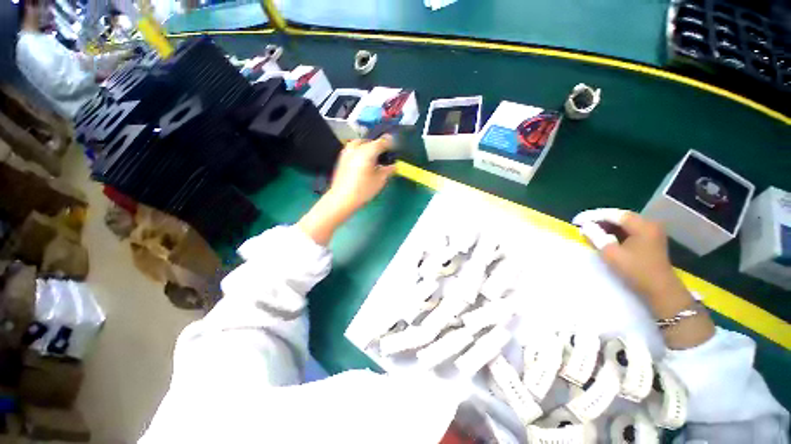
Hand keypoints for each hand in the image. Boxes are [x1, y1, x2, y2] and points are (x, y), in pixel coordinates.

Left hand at [297, 138, 394, 245]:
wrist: (342, 198)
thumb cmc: (363, 190)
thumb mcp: (380, 181)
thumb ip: (388, 170)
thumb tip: (393, 165)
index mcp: (367, 152)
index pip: (382, 142)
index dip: (390, 143)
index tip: (395, 148)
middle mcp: (356, 148)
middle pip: (370, 141)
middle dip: (378, 145)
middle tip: (384, 154)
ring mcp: (347, 152)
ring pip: (359, 143)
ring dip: (367, 146)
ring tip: (373, 157)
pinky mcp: (341, 159)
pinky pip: (352, 149)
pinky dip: (359, 151)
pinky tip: (363, 161)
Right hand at [574, 209, 687, 313]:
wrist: (661, 291)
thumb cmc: (636, 271)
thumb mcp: (611, 254)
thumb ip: (596, 236)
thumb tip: (585, 226)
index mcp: (642, 225)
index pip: (613, 214)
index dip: (592, 216)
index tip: (576, 221)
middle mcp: (649, 224)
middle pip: (619, 217)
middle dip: (599, 220)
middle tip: (582, 225)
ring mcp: (651, 232)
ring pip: (623, 224)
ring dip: (606, 226)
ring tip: (590, 230)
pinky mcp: (650, 240)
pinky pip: (629, 230)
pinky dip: (615, 232)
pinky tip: (604, 236)